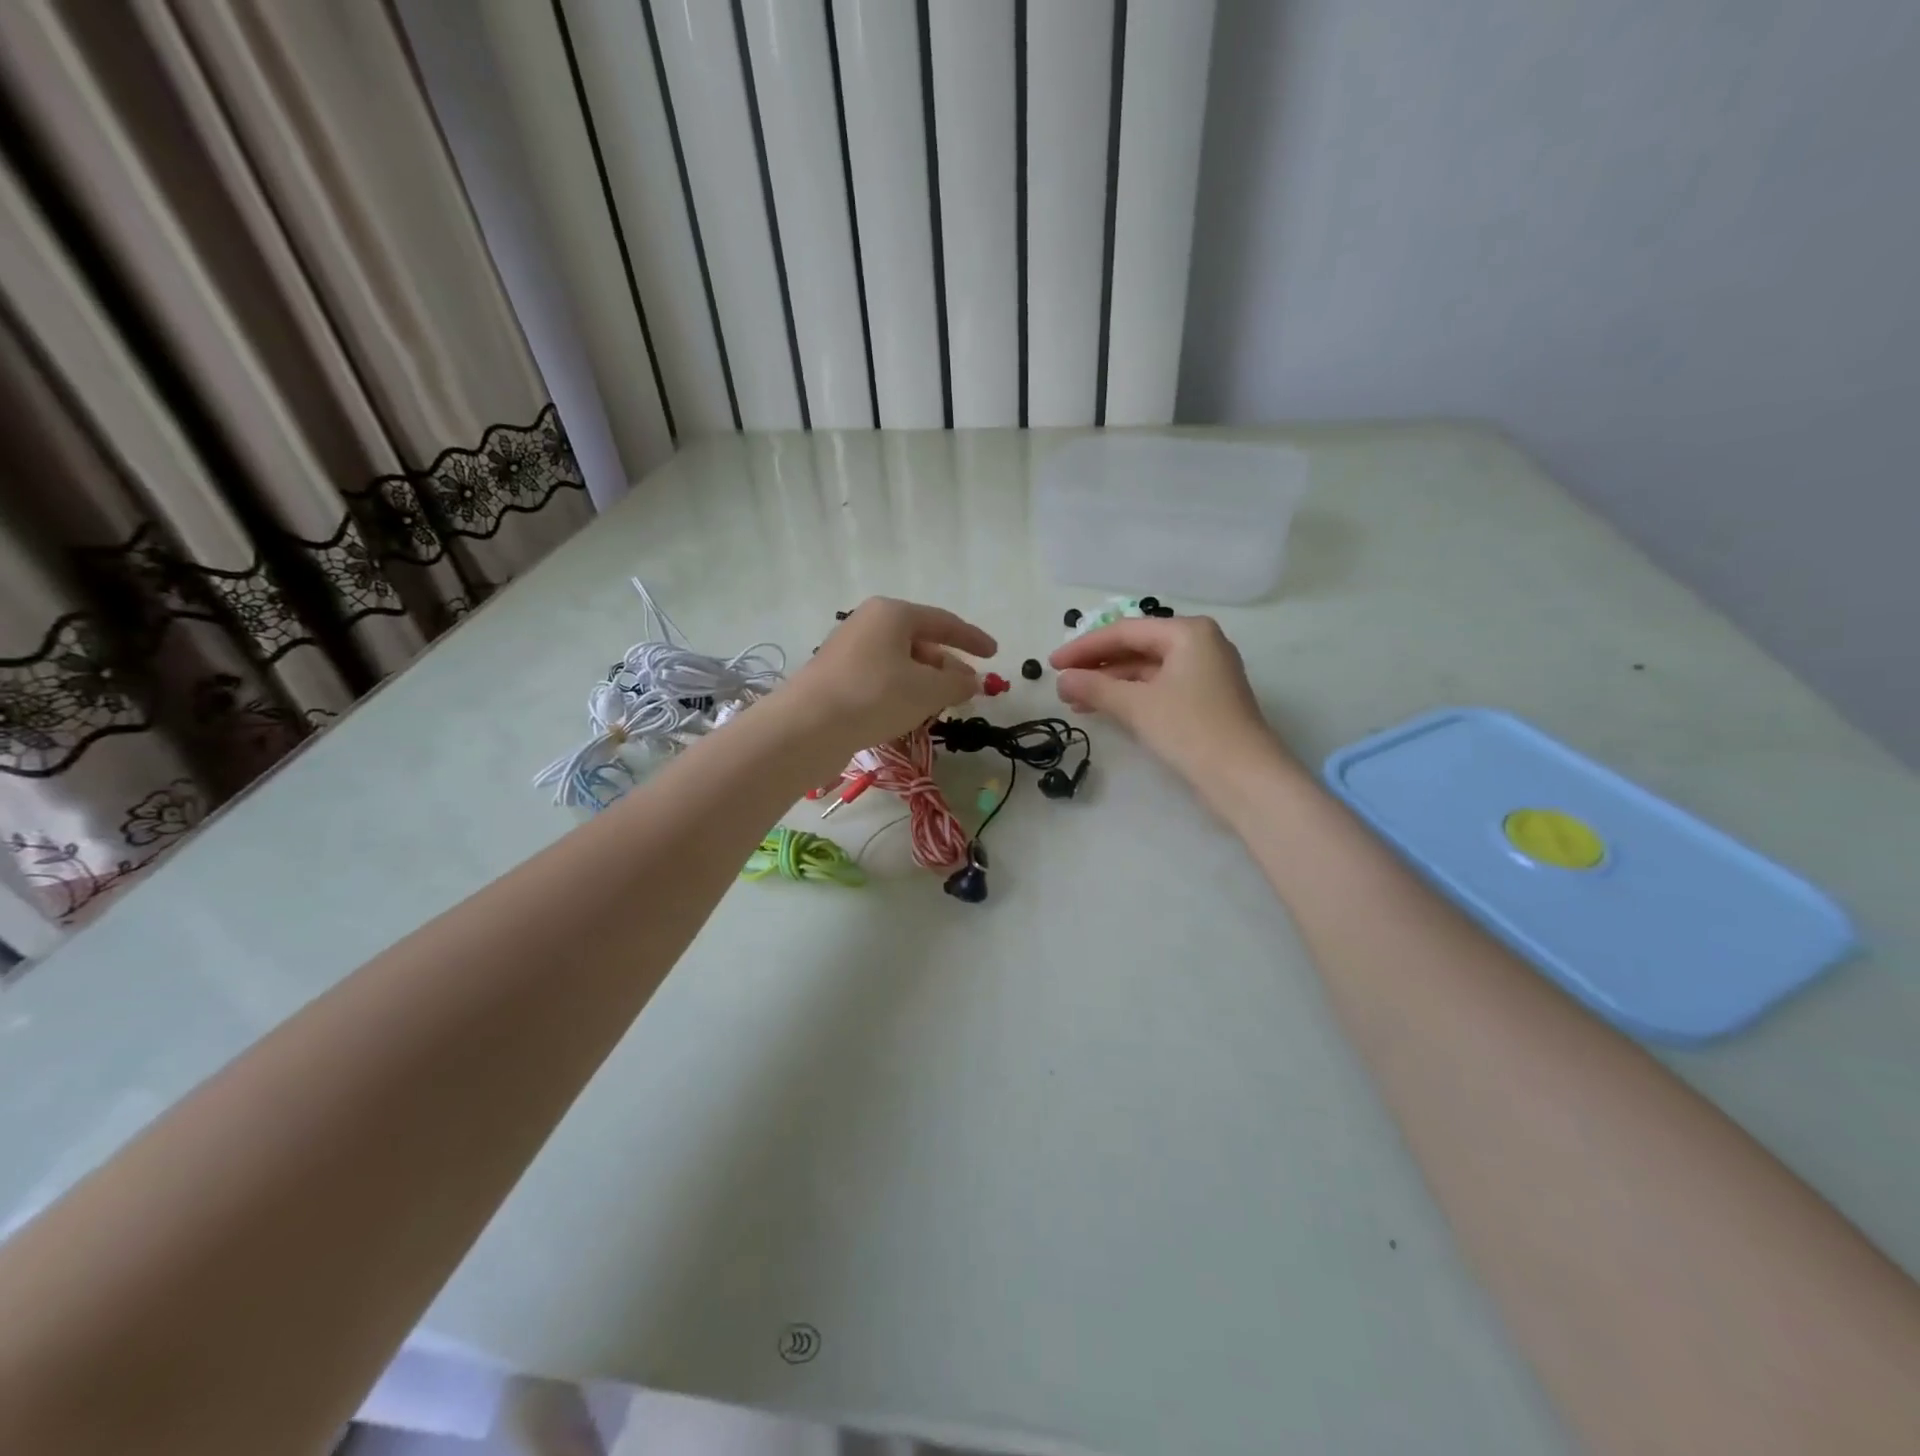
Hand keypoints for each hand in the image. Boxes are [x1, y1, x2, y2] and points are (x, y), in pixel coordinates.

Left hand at [781, 597, 996, 761]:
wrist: (807, 727)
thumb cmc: (875, 696)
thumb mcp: (928, 690)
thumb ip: (957, 683)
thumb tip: (972, 680)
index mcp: (893, 613)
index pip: (943, 621)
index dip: (972, 639)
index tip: (994, 653)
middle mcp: (868, 623)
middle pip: (919, 641)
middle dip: (946, 665)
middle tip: (966, 689)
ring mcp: (848, 649)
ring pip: (899, 662)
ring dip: (924, 682)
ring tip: (940, 706)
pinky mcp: (836, 676)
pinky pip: (880, 678)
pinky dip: (901, 691)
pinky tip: (907, 714)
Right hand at [1050, 615, 1293, 788]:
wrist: (1245, 778)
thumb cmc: (1190, 730)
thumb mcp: (1136, 706)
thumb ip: (1095, 688)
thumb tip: (1062, 680)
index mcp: (1188, 632)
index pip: (1125, 631)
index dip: (1084, 647)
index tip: (1052, 664)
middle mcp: (1200, 644)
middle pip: (1137, 648)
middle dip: (1097, 666)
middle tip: (1062, 682)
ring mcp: (1205, 673)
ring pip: (1146, 670)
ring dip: (1110, 684)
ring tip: (1075, 702)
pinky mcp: (1205, 700)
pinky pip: (1159, 688)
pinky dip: (1131, 697)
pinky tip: (1105, 710)